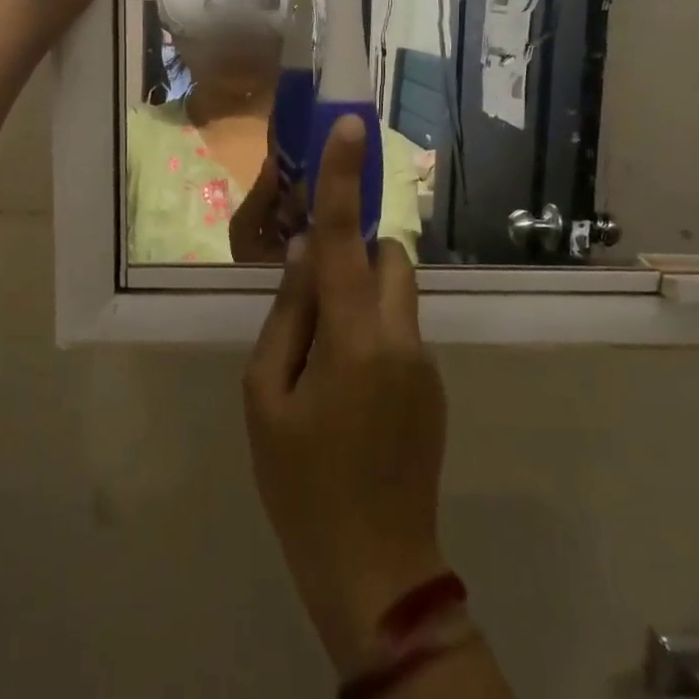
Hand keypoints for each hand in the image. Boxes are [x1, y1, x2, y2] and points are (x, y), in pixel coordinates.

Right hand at [243, 116, 447, 672]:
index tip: (352, 125)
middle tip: (309, 296)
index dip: (345, 180)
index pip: (343, 240)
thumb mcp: (266, 398)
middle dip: (352, 254)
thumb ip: (286, 317)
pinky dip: (369, 332)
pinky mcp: (432, 388)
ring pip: (394, 295)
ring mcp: (425, 365)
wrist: (375, 572)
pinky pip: (398, 331)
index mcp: (354, 339)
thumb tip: (302, 255)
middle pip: (387, 257)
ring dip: (358, 297)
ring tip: (319, 360)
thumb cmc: (301, 484)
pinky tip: (342, 395)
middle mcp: (401, 338)